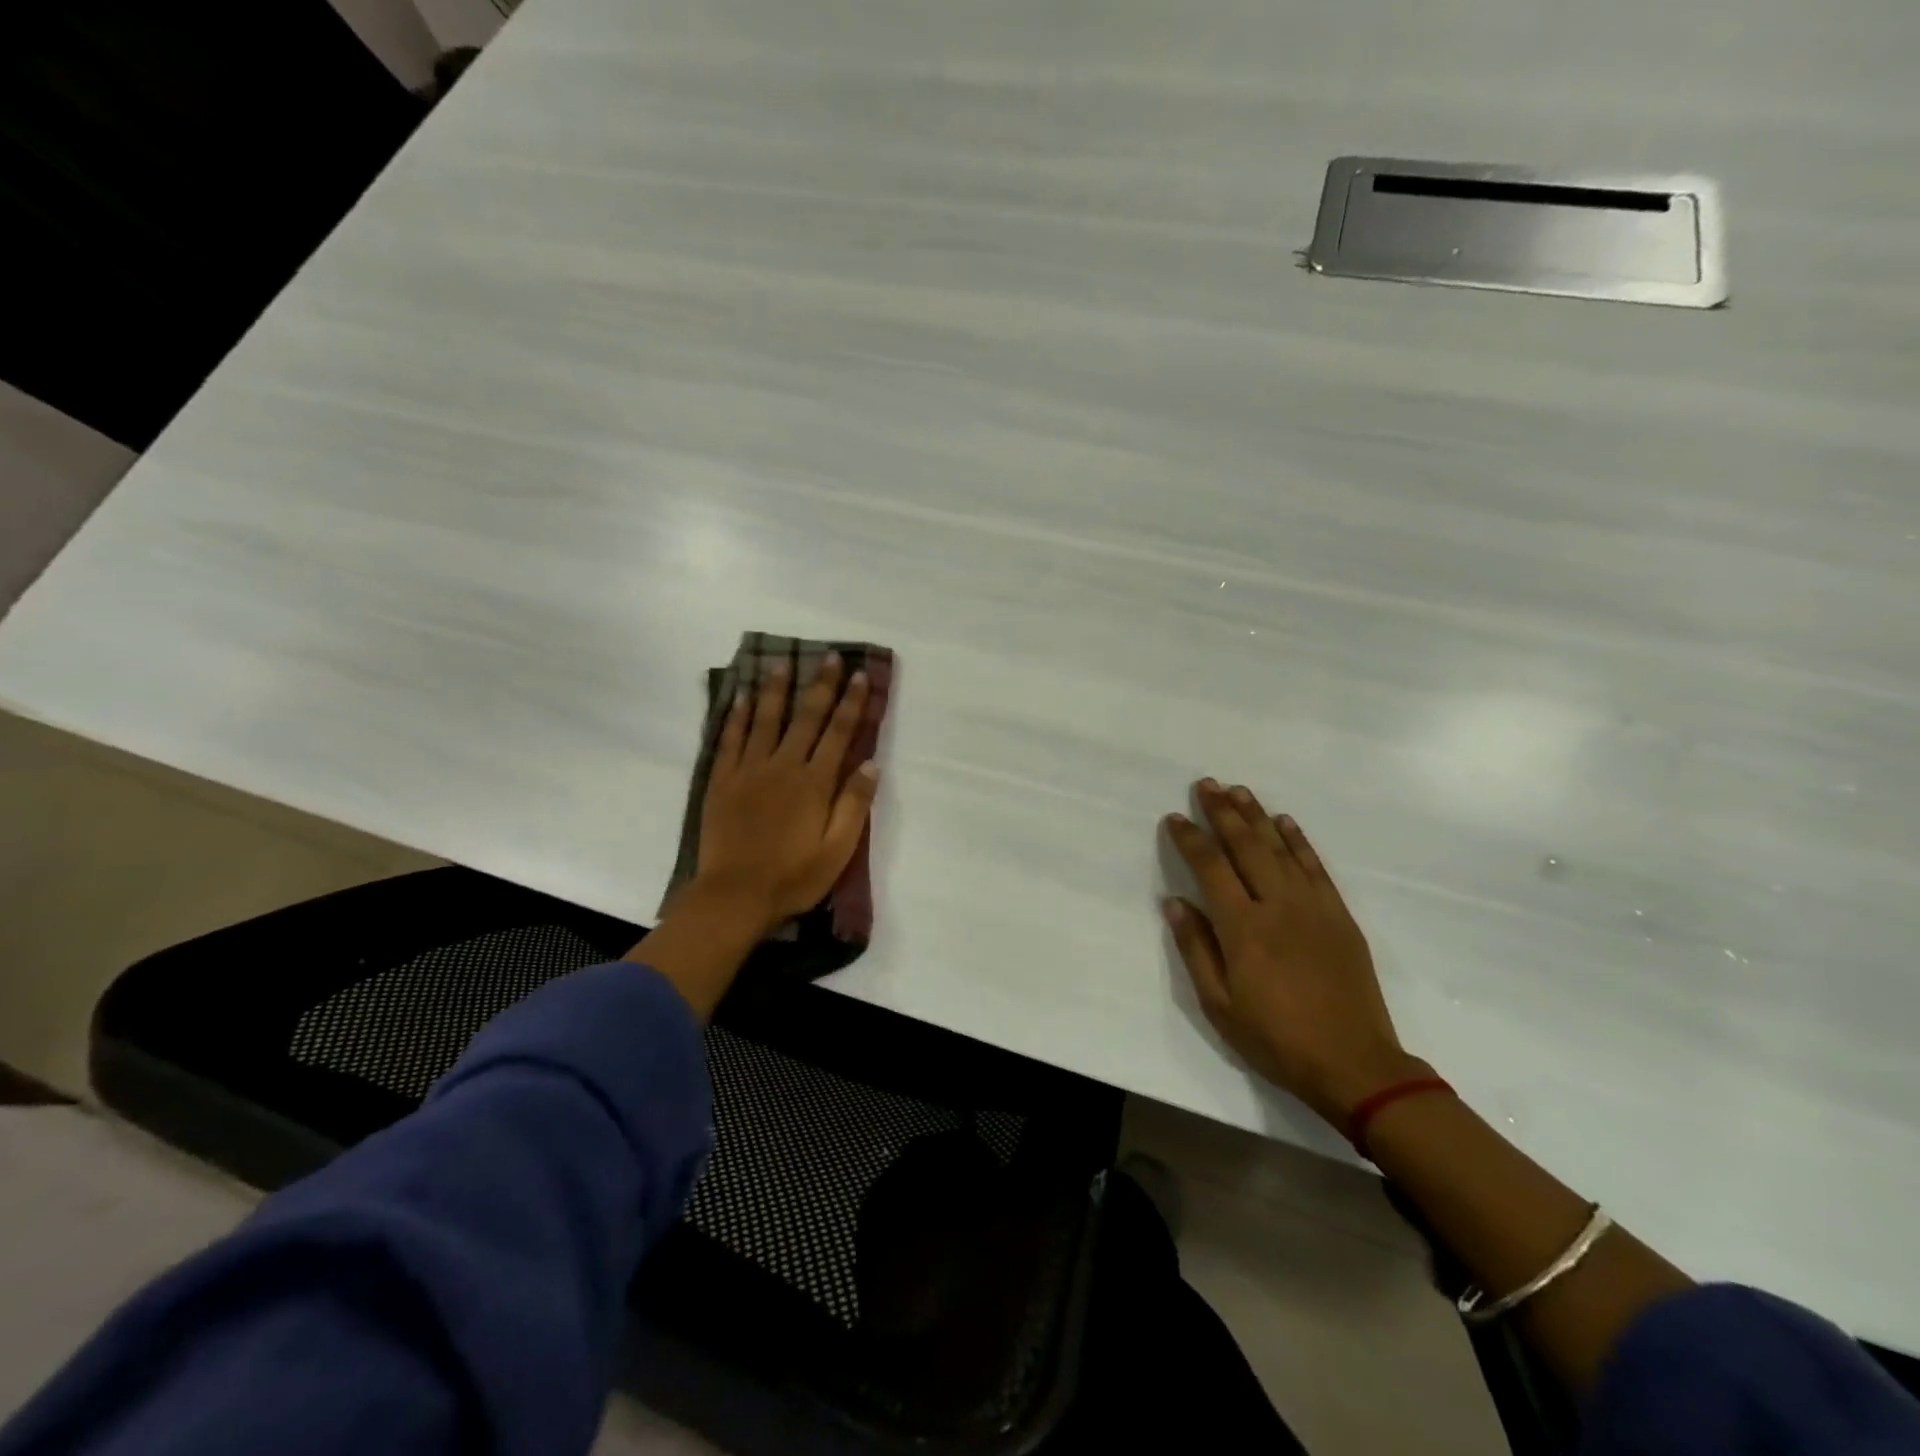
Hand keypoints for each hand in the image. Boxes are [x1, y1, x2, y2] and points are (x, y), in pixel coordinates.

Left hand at [694, 652, 878, 933]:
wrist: (734, 896)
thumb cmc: (793, 877)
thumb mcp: (837, 850)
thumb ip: (854, 804)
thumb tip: (870, 763)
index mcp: (814, 783)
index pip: (838, 733)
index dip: (850, 702)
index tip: (859, 675)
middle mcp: (783, 766)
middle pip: (805, 717)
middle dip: (820, 685)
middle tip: (829, 656)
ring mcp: (749, 771)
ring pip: (764, 719)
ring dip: (775, 689)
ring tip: (783, 662)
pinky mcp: (722, 781)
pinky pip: (730, 739)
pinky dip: (737, 716)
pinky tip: (741, 696)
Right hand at [1161, 780, 1423, 1127]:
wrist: (1354, 1064)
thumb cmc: (1275, 1039)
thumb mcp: (1219, 1004)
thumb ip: (1196, 948)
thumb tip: (1173, 902)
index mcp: (1243, 928)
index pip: (1210, 868)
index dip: (1190, 839)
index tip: (1174, 818)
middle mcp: (1277, 905)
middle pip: (1245, 846)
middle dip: (1223, 812)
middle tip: (1206, 784)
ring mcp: (1313, 907)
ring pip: (1280, 848)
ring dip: (1257, 815)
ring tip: (1238, 790)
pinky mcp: (1339, 915)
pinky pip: (1315, 866)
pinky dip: (1298, 840)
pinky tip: (1285, 821)